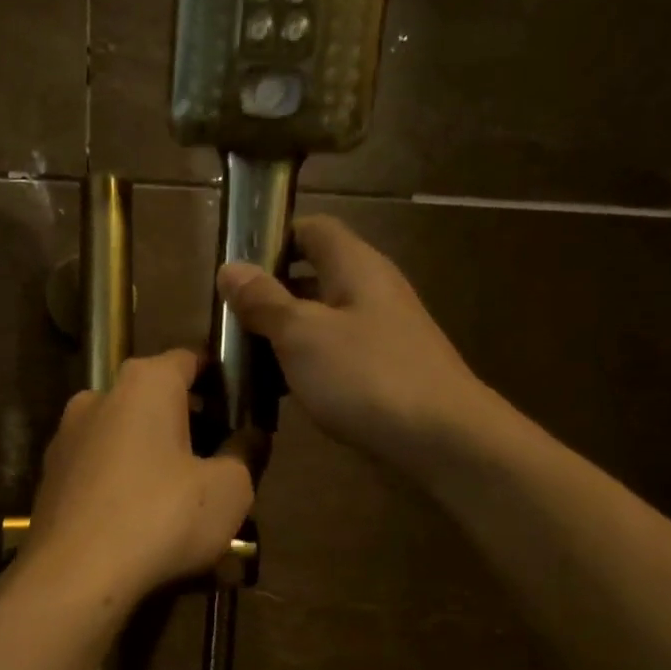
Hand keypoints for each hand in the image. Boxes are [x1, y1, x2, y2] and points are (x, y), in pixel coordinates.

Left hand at [24, 349, 254, 605]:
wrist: (74, 576)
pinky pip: (103, 470)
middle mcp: (99, 396)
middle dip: (191, 425)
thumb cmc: (162, 517)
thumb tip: (250, 435)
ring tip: (187, 500)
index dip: (223, 380)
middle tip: (222, 460)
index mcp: (144, 383)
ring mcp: (68, 437)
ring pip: (128, 437)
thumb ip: (246, 452)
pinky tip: (147, 522)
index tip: (244, 409)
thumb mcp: (229, 488)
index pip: (192, 359)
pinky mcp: (52, 477)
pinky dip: (128, 484)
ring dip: (158, 458)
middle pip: (157, 400)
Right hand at [218, 215, 489, 473]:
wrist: (443, 439)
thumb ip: (264, 301)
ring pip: (321, 320)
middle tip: (228, 321)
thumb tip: (229, 268)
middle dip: (269, 294)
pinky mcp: (382, 371)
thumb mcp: (302, 334)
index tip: (234, 268)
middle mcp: (370, 291)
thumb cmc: (366, 376)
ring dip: (283, 335)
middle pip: (313, 276)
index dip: (272, 239)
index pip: (311, 229)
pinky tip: (279, 390)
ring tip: (242, 359)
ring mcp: (380, 333)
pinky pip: (334, 356)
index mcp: (355, 266)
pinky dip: (305, 365)